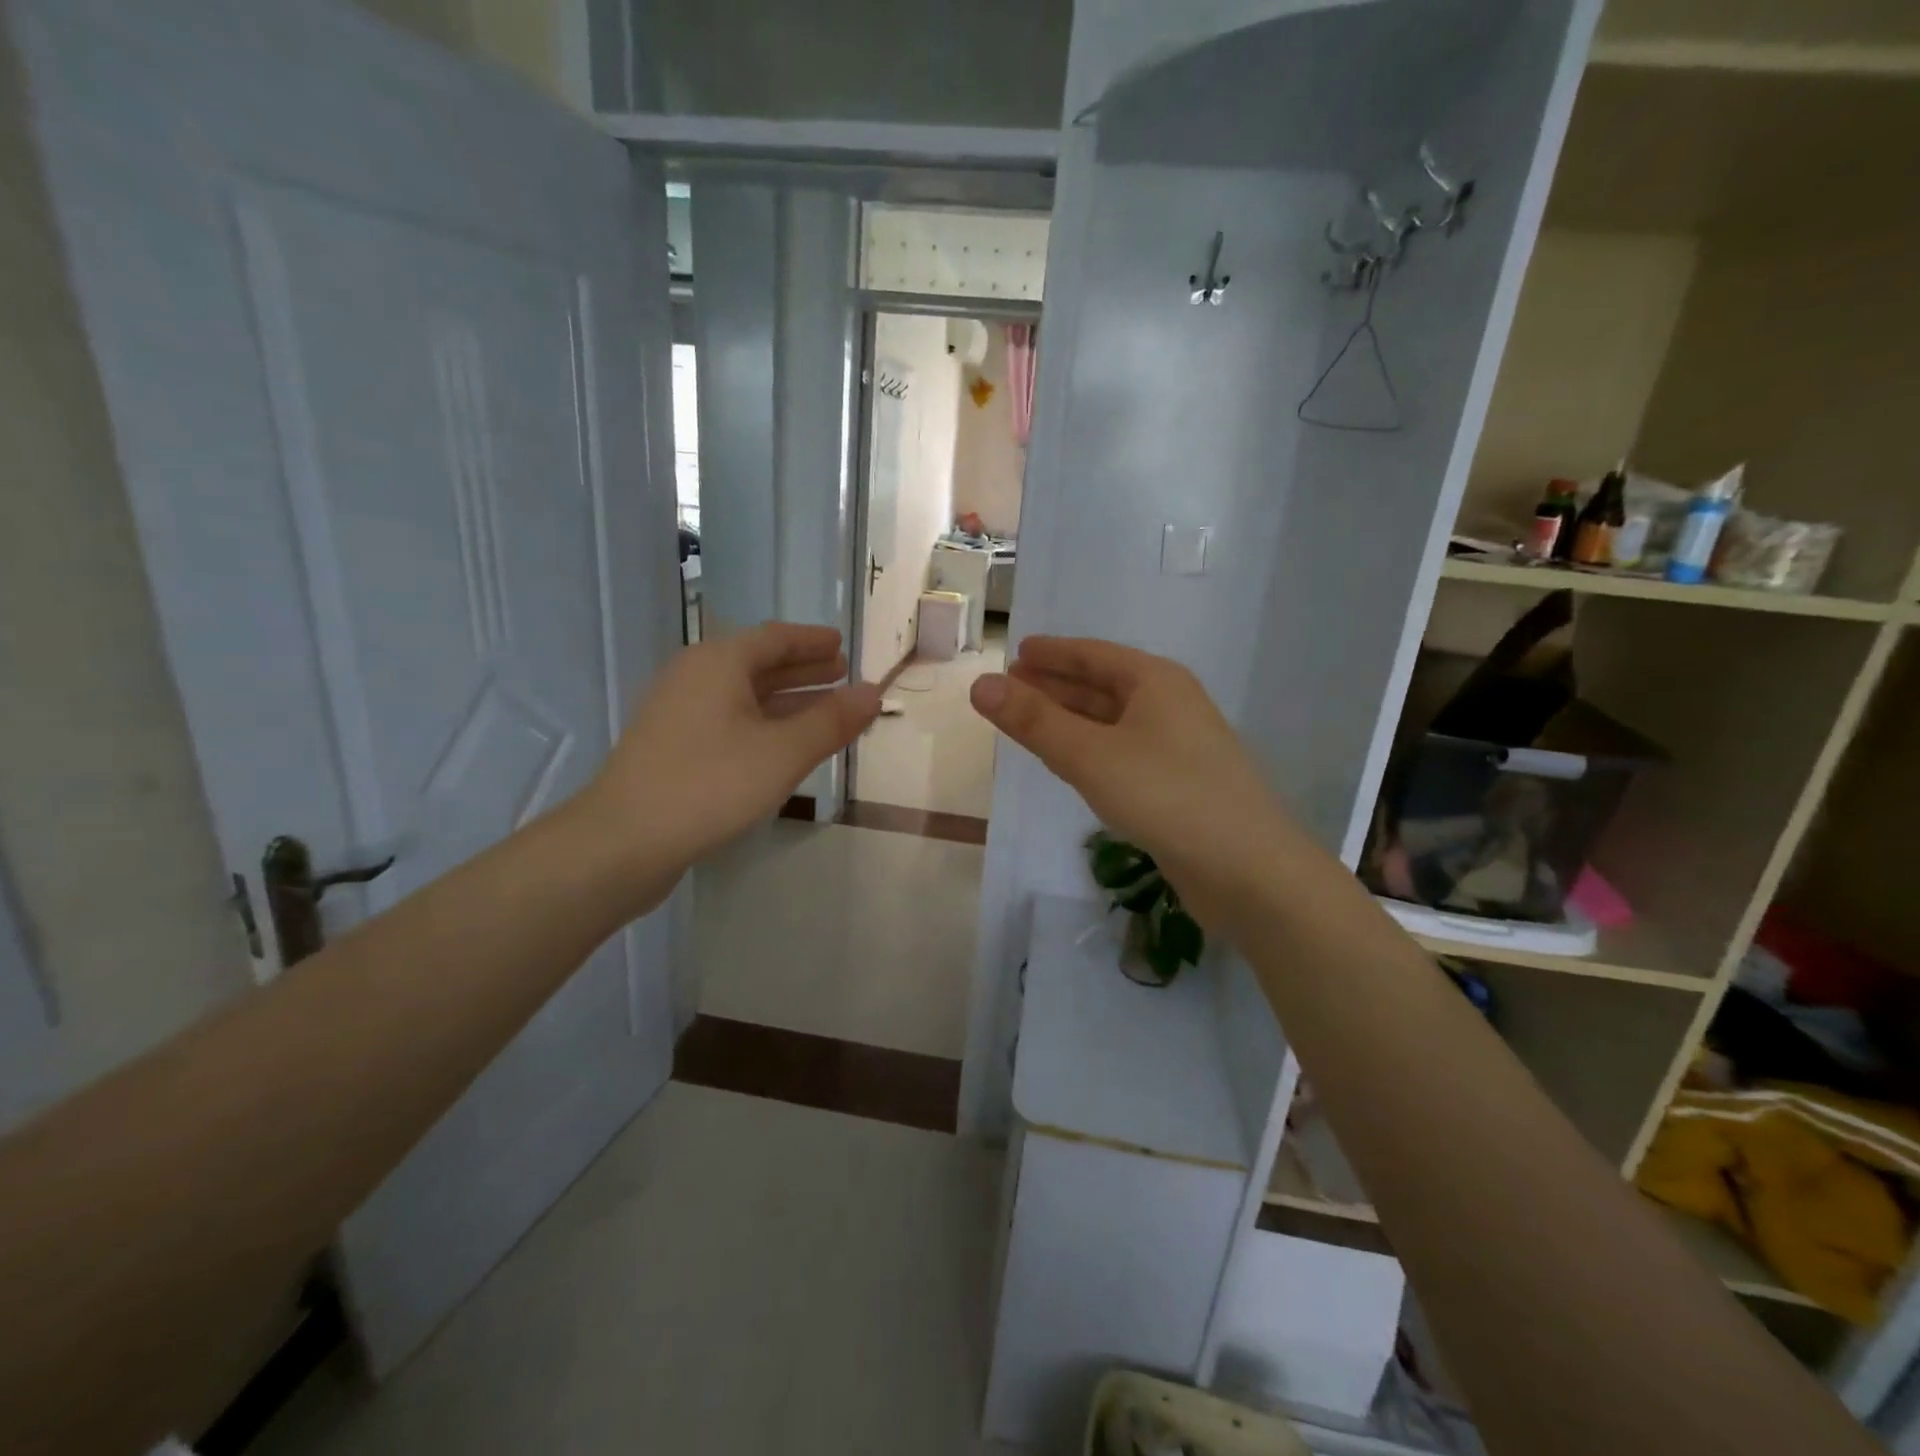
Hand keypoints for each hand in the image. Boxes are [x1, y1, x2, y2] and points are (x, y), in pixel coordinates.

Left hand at [583, 623, 879, 871]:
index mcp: (718, 663)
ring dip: (786, 698)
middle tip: (841, 673)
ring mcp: (679, 713)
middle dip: (803, 668)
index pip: (775, 638)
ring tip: (825, 708)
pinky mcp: (673, 747)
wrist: (624, 841)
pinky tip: (784, 744)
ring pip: (744, 695)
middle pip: (758, 663)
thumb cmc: (710, 784)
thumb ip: (831, 721)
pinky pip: (730, 720)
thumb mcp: (783, 752)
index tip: (843, 645)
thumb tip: (874, 692)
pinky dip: (764, 723)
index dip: (812, 640)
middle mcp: (695, 677)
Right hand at [969, 636, 1294, 920]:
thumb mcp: (1091, 756)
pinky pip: (1122, 753)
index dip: (1053, 653)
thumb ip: (1034, 722)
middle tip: (1010, 688)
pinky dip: (1091, 750)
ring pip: (1112, 723)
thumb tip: (980, 685)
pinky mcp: (1177, 785)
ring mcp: (1177, 747)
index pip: (1093, 655)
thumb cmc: (1167, 796)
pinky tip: (1072, 763)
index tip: (1017, 652)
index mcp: (1155, 682)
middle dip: (1056, 686)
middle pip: (1102, 685)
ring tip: (1030, 721)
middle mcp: (1169, 705)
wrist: (1248, 871)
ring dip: (1071, 720)